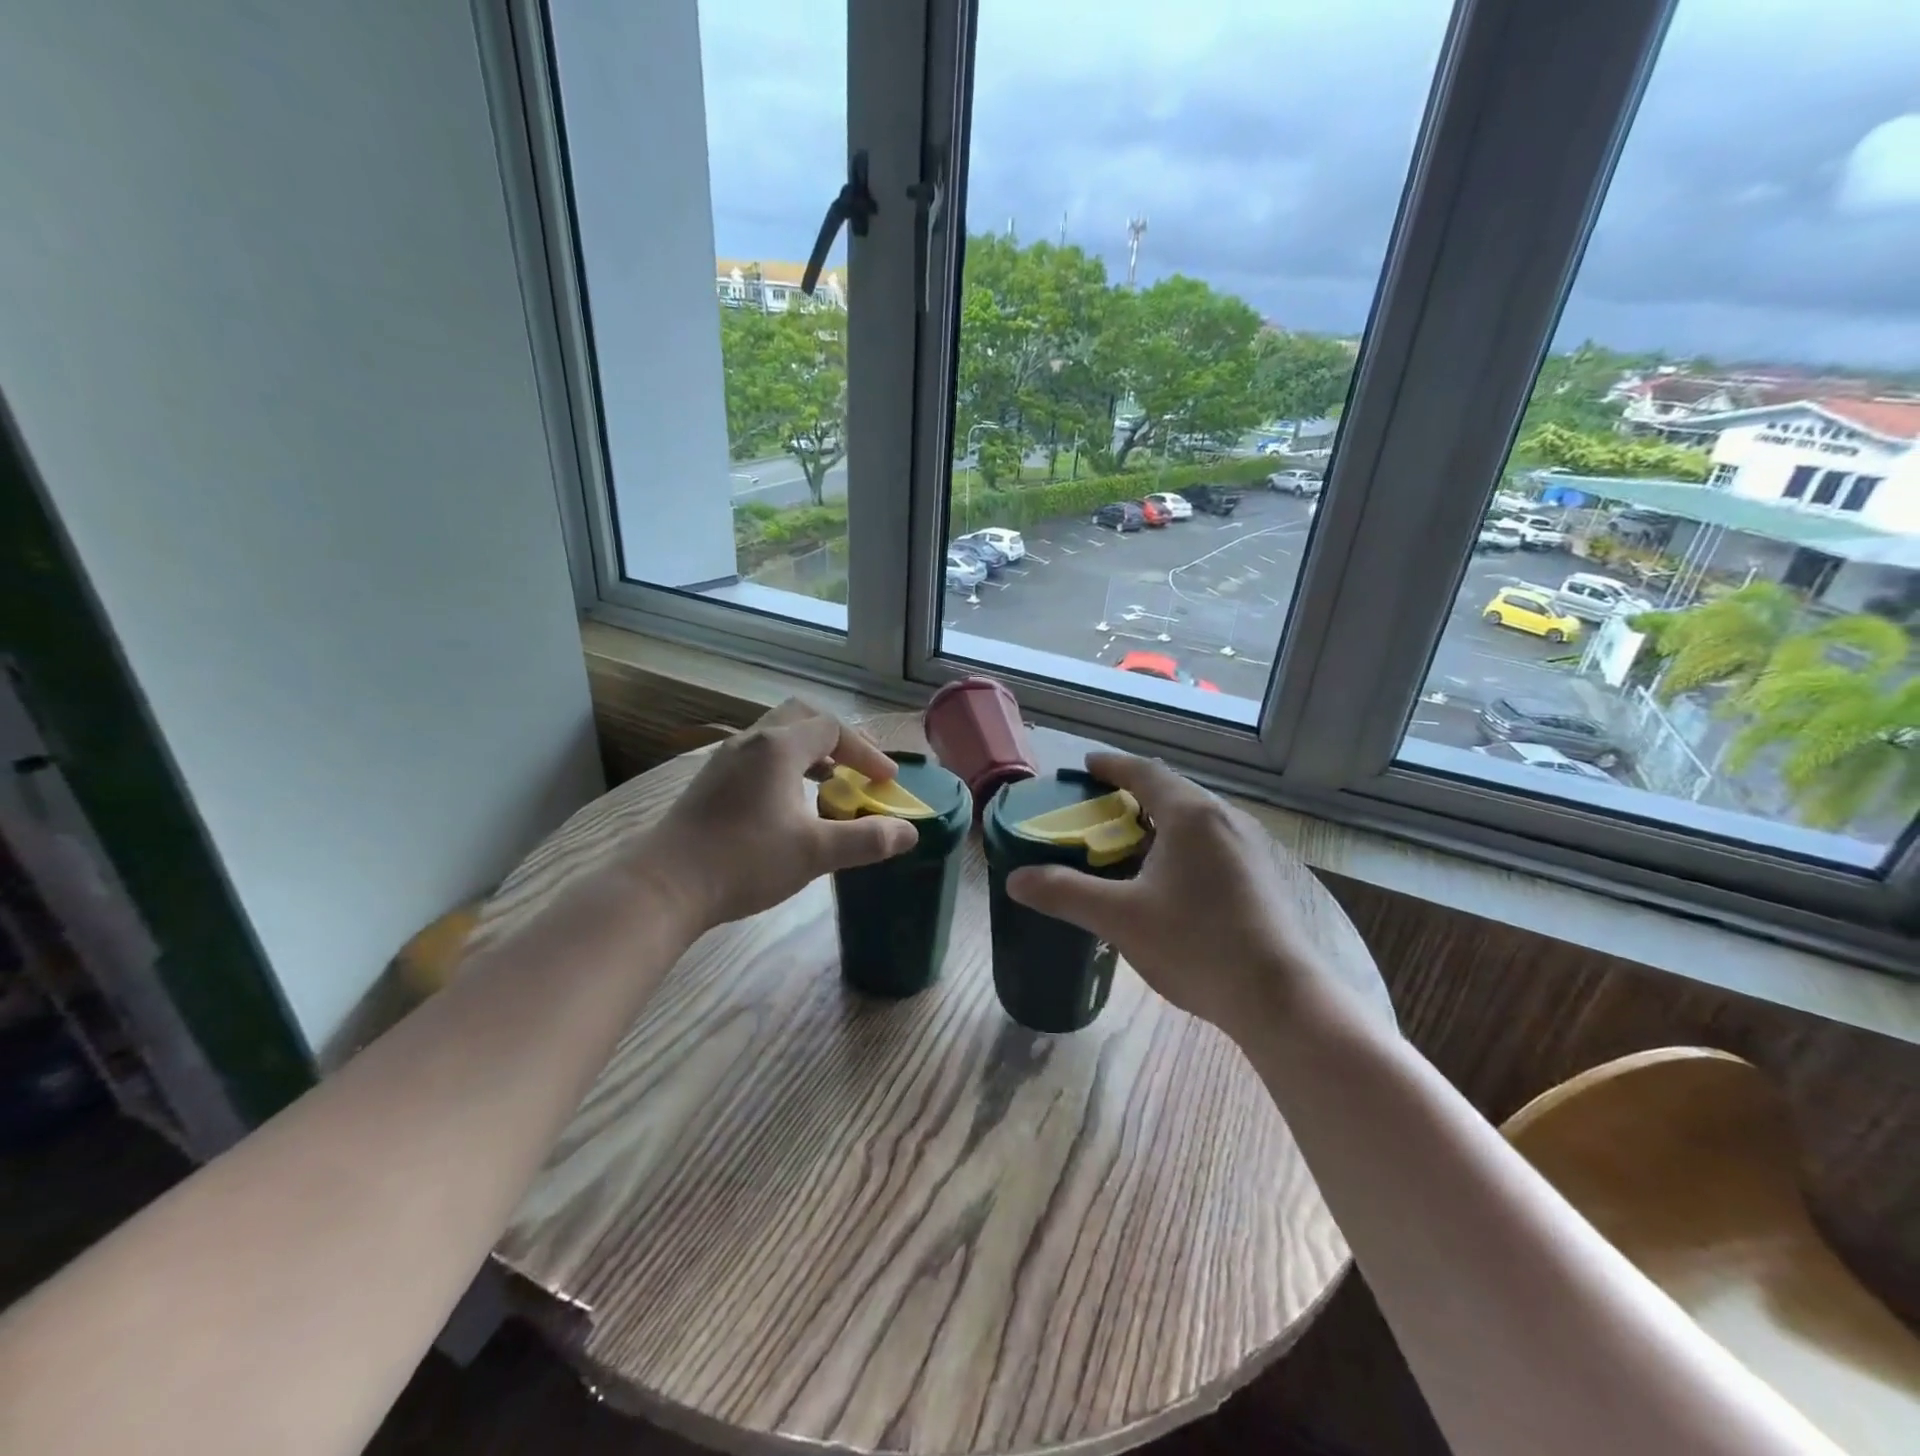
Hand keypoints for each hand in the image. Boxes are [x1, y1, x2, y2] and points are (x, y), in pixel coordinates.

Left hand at [637, 700, 916, 931]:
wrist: (665, 886)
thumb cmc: (744, 861)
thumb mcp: (814, 853)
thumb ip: (866, 839)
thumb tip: (909, 832)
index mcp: (778, 747)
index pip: (832, 728)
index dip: (866, 751)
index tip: (887, 781)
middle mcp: (750, 741)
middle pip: (801, 717)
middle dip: (837, 737)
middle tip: (859, 765)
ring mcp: (724, 759)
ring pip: (775, 736)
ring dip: (809, 750)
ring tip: (830, 780)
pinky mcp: (709, 781)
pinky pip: (757, 755)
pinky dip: (785, 765)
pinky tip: (788, 802)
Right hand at [1005, 752, 1353, 1036]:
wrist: (1279, 997)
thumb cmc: (1196, 945)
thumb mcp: (1120, 918)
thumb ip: (1065, 893)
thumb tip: (1015, 880)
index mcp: (1190, 815)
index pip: (1143, 772)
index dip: (1111, 765)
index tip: (1086, 765)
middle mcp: (1224, 818)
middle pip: (1171, 790)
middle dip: (1133, 792)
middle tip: (1099, 807)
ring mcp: (1250, 845)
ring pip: (1195, 817)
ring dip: (1159, 819)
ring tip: (1129, 841)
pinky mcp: (1262, 874)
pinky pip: (1212, 840)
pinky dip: (1182, 842)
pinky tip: (1170, 876)